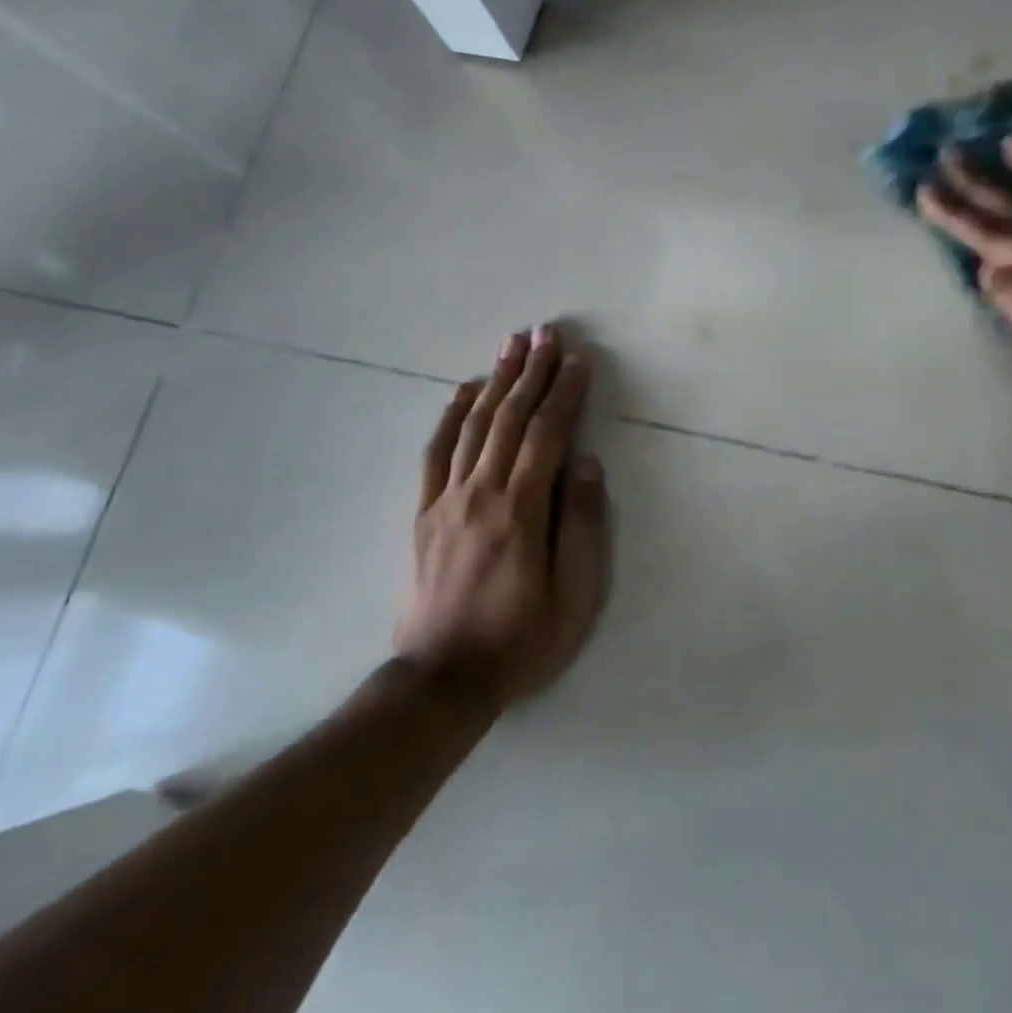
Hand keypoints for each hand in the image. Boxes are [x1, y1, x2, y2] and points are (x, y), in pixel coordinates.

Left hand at [394, 324, 609, 707]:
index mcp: (520, 511)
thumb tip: (588, 463)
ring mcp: (446, 499)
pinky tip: (463, 389)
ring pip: (473, 425)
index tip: (578, 358)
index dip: (564, 393)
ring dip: (495, 379)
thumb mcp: (573, 596)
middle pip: (509, 418)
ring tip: (511, 343)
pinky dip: (450, 414)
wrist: (441, 681)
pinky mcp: (423, 512)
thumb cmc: (520, 640)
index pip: (546, 435)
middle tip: (546, 331)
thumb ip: (582, 525)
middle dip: (532, 371)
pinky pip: (435, 452)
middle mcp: (480, 493)